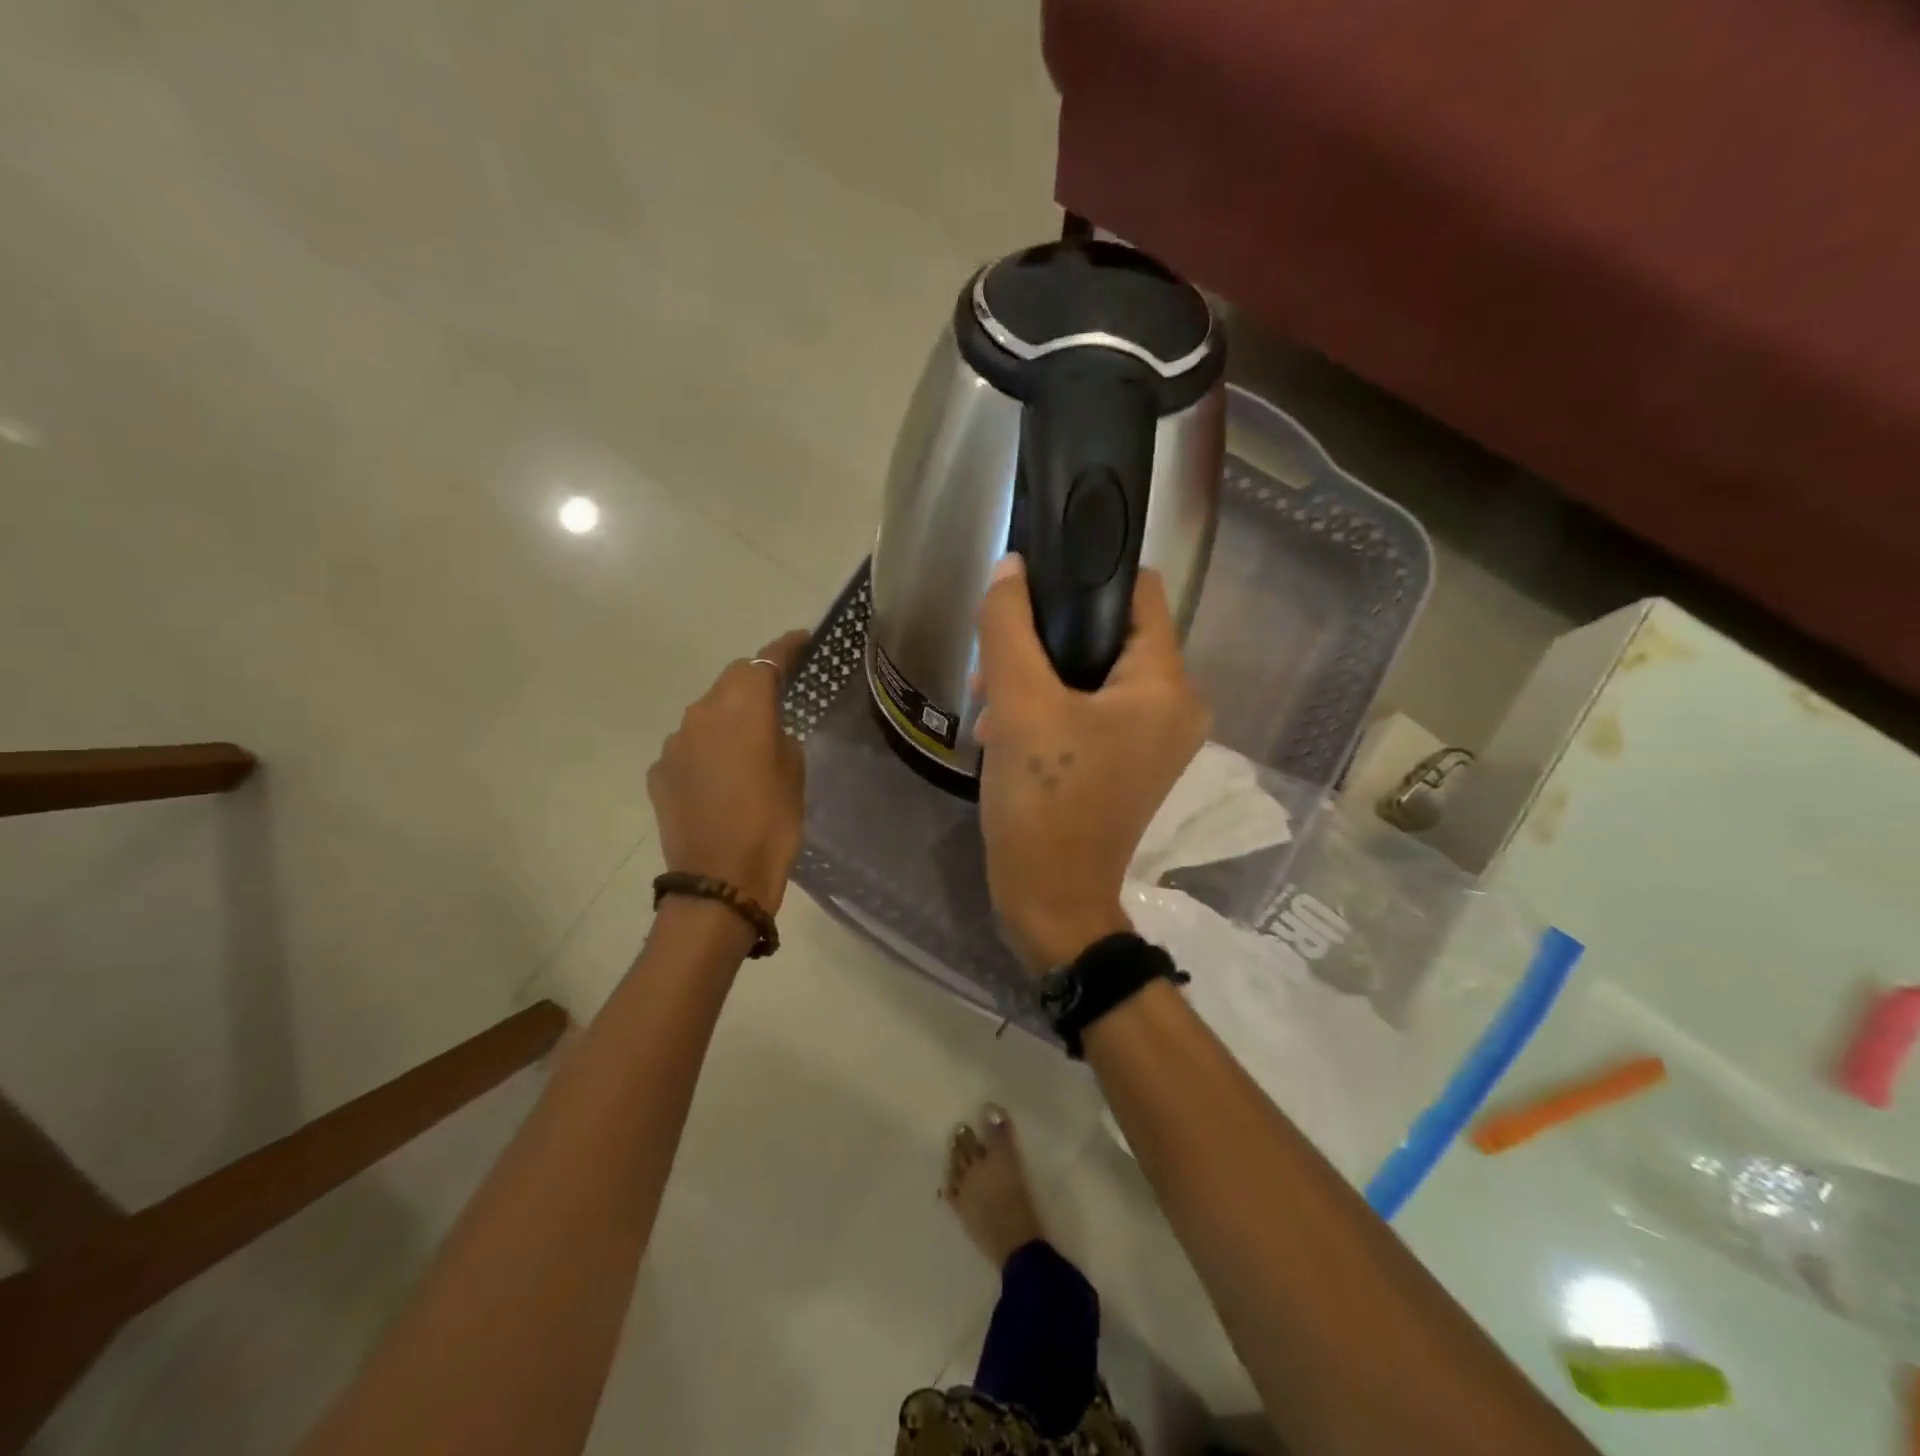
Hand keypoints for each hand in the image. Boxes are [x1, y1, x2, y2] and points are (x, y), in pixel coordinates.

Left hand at [648, 630, 809, 912]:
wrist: (719, 879)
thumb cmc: (771, 822)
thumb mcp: (794, 772)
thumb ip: (781, 735)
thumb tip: (767, 729)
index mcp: (743, 706)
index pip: (766, 659)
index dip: (786, 646)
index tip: (803, 639)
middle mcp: (702, 712)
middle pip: (732, 680)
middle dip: (755, 682)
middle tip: (780, 697)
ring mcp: (675, 742)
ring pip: (707, 714)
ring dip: (728, 719)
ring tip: (749, 746)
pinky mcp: (659, 771)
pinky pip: (689, 747)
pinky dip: (707, 750)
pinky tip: (721, 778)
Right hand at [973, 555, 1209, 969]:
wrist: (1051, 901)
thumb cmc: (1043, 801)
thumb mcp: (1018, 705)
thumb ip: (1009, 626)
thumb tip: (1010, 568)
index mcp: (1165, 684)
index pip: (1140, 591)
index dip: (1089, 572)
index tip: (1036, 578)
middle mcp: (1175, 705)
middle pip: (1112, 634)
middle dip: (1049, 637)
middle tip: (997, 655)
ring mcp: (1155, 739)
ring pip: (1095, 674)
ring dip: (1041, 675)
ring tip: (990, 698)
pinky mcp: (1130, 763)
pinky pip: (1092, 710)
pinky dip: (1052, 707)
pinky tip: (1004, 727)